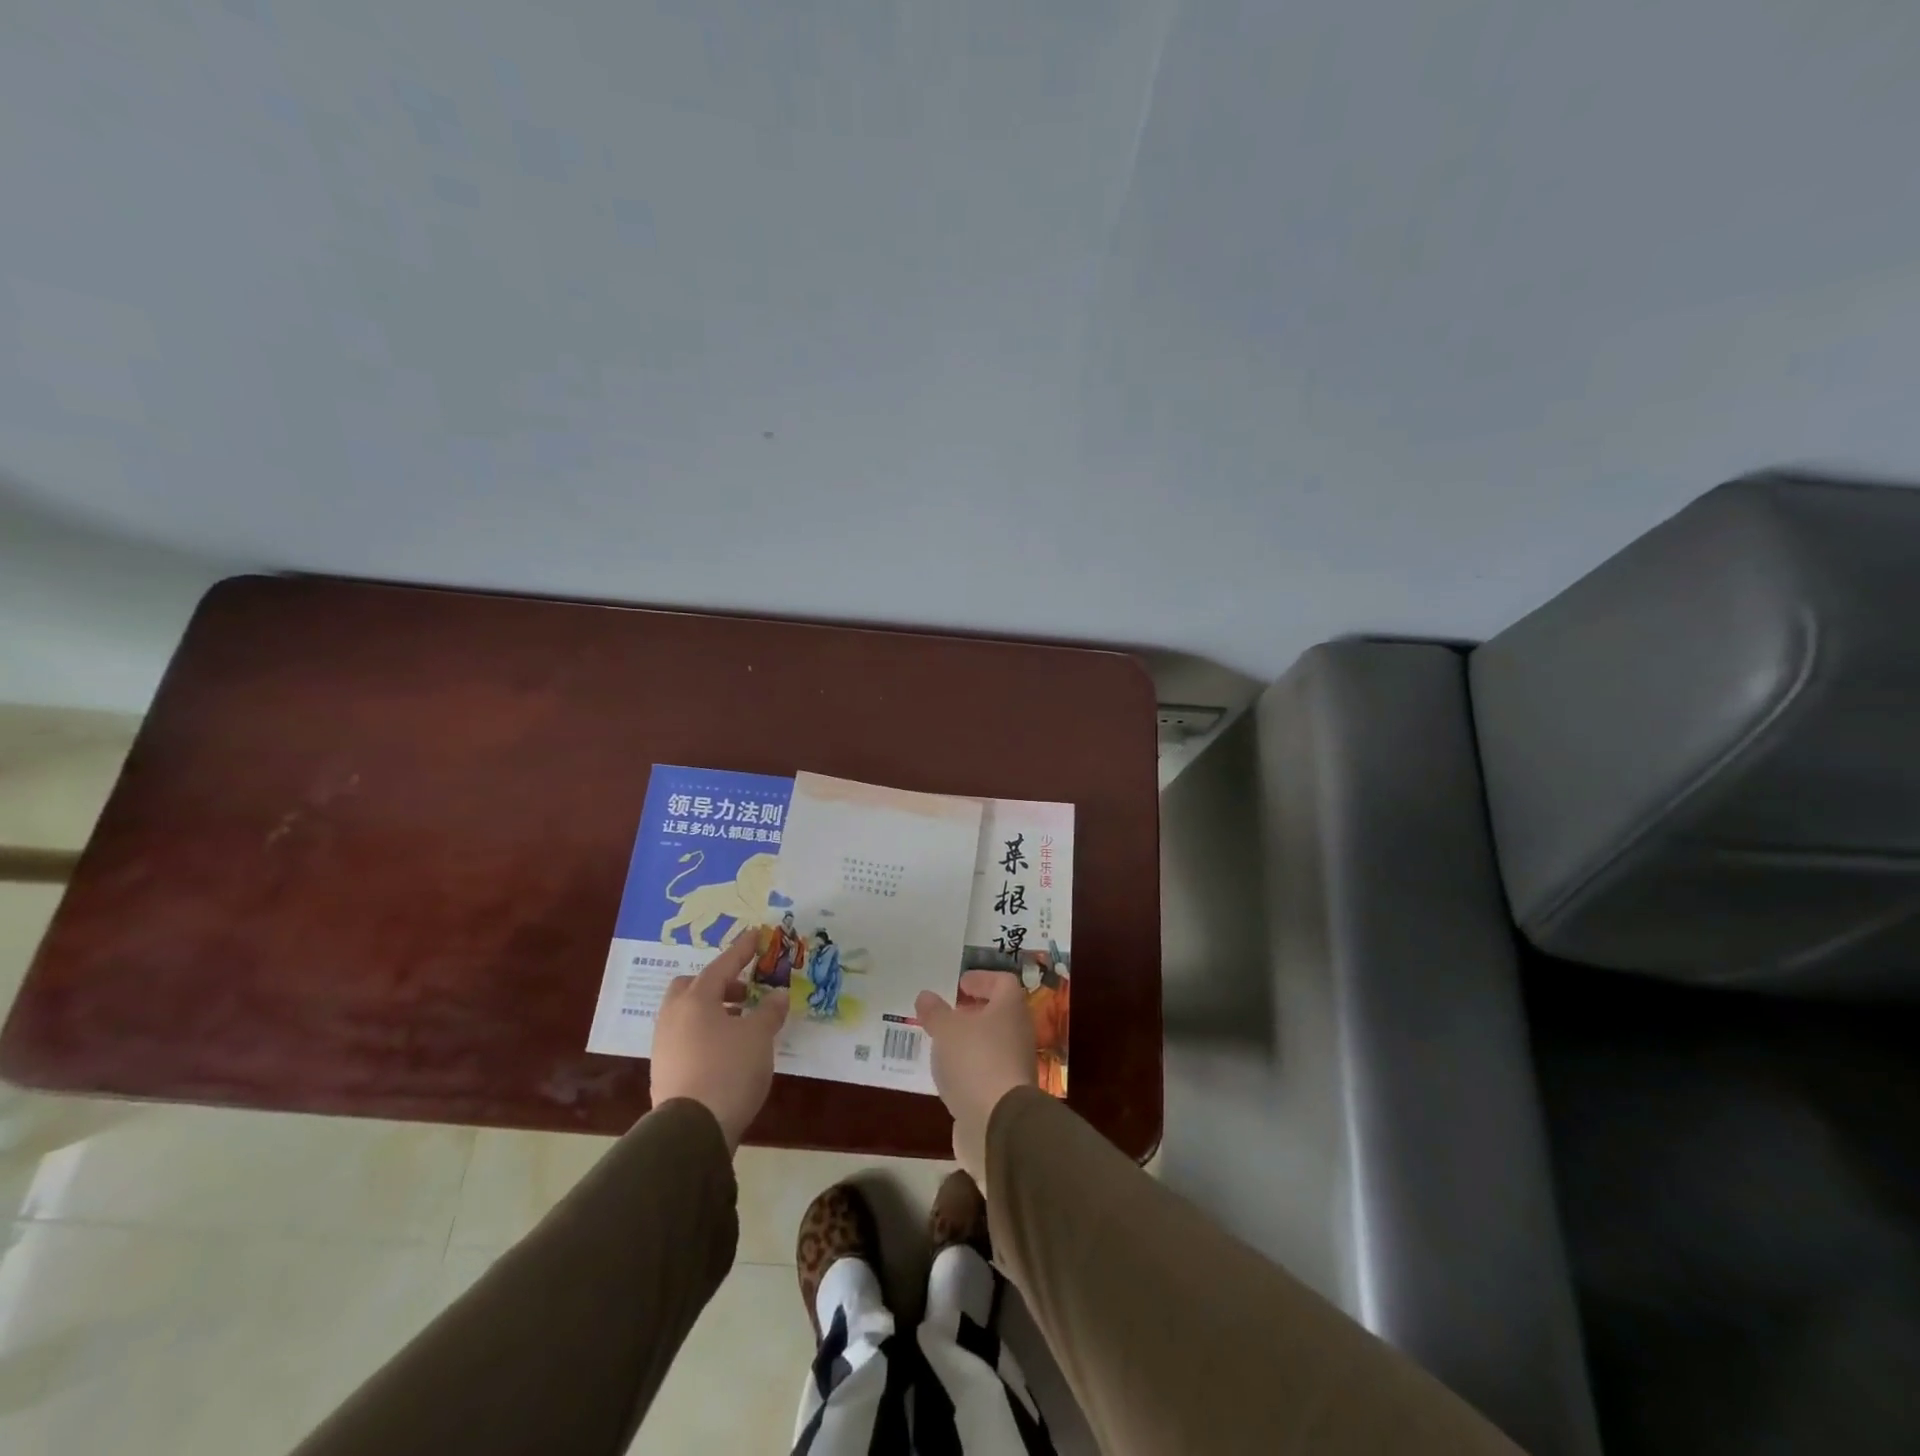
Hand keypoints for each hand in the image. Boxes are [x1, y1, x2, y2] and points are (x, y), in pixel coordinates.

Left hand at [650, 932, 788, 1151]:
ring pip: (686, 1014)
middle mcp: (674, 1016)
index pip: (723, 965)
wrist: (692, 1130)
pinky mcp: (663, 1071)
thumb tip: (777, 995)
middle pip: (692, 987)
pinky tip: (726, 1050)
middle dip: (717, 984)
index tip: (756, 935)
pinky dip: (704, 1034)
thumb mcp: (759, 1037)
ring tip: (741, 1024)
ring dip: (712, 1011)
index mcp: (696, 999)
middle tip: (743, 993)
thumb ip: (769, 1011)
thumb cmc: (729, 1070)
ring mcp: (664, 1045)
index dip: (742, 950)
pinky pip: (684, 1038)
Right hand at [915, 970, 1036, 1191]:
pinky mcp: (1005, 1095)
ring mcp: (1015, 1066)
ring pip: (992, 1044)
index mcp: (1010, 1009)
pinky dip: (969, 1068)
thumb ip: (935, 1012)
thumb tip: (925, 996)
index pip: (1003, 982)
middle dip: (973, 1012)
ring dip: (969, 1041)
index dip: (982, 979)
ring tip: (941, 1043)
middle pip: (999, 1014)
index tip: (960, 984)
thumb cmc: (975, 1061)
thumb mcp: (946, 1030)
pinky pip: (986, 1071)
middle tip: (947, 1013)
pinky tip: (948, 1074)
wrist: (998, 1125)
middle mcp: (1018, 1033)